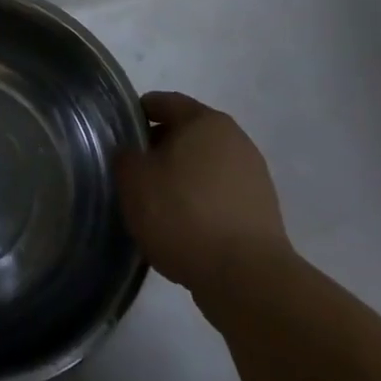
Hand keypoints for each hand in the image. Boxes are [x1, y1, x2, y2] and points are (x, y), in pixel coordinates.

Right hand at [115, 92, 292, 315]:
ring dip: (180, 178)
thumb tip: (132, 155)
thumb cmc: (183, 214)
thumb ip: (125, 157)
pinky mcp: (262, 214)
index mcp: (205, 121)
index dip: (137, 114)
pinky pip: (219, 197)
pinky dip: (199, 204)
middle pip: (187, 134)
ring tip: (155, 204)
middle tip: (132, 171)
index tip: (118, 134)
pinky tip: (182, 228)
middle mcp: (235, 141)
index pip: (164, 102)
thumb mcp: (133, 180)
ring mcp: (253, 178)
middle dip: (159, 148)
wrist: (246, 279)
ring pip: (204, 167)